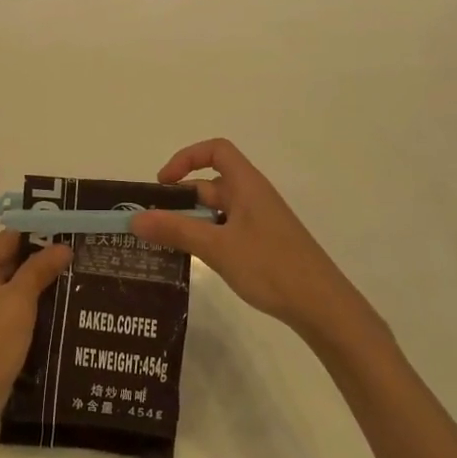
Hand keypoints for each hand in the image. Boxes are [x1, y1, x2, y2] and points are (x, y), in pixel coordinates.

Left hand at [0, 167, 71, 426]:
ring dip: (35, 262)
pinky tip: (60, 291)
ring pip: (8, 268)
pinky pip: (10, 291)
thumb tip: (60, 247)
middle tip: (68, 226)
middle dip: (29, 233)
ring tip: (74, 255)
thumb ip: (38, 272)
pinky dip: (31, 285)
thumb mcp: (17, 303)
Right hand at [130, 139, 378, 341]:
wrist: (322, 306)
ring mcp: (259, 222)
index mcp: (247, 185)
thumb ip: (175, 230)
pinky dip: (206, 238)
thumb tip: (134, 219)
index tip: (163, 184)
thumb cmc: (270, 266)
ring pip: (216, 211)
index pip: (216, 151)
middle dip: (180, 201)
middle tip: (151, 225)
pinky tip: (193, 261)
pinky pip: (226, 230)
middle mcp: (253, 197)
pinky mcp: (262, 244)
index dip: (187, 158)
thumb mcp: (217, 248)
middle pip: (210, 184)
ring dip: (190, 222)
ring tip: (164, 245)